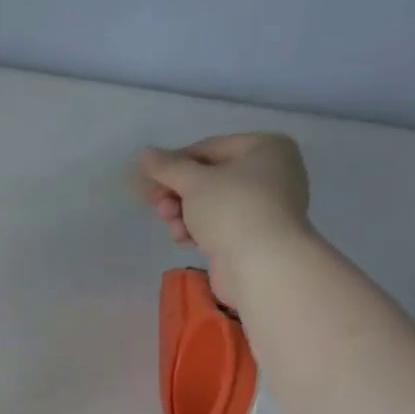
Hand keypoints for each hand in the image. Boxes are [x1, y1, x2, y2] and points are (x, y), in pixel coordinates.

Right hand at [136, 133, 312, 306]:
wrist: (263, 265)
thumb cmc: (232, 210)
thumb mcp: (193, 182)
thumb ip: (166, 166)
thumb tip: (143, 154)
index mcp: (266, 147)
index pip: (207, 148)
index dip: (173, 164)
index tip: (148, 181)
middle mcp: (271, 172)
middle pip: (208, 177)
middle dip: (177, 193)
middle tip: (156, 205)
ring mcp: (265, 205)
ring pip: (211, 202)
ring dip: (183, 213)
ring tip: (172, 226)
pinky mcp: (255, 233)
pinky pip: (220, 223)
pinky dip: (198, 229)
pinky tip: (185, 240)